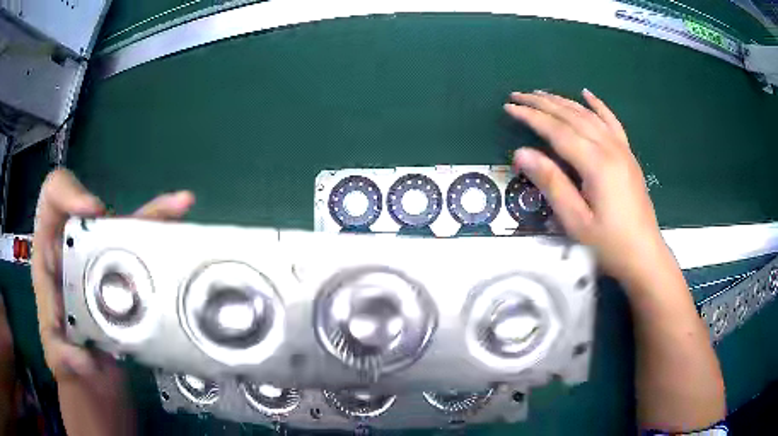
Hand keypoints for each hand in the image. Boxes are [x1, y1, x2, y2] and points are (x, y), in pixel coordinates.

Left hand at [31, 169, 194, 379]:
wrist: (91, 373)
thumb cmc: (66, 356)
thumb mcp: (55, 354)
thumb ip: (60, 355)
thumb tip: (83, 358)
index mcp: (51, 254)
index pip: (52, 200)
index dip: (67, 193)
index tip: (91, 213)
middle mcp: (77, 247)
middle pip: (93, 208)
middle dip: (109, 209)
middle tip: (131, 223)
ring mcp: (103, 259)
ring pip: (125, 226)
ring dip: (152, 214)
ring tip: (179, 205)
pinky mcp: (127, 274)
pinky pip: (146, 249)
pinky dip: (165, 232)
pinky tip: (184, 218)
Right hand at [505, 90, 667, 284]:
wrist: (644, 255)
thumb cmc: (609, 244)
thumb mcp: (576, 221)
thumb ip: (551, 183)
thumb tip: (521, 153)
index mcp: (596, 164)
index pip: (557, 131)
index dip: (531, 117)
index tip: (509, 107)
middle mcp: (609, 148)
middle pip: (572, 116)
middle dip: (542, 103)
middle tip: (517, 95)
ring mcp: (622, 149)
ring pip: (589, 115)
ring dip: (563, 101)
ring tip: (541, 93)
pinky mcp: (628, 155)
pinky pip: (612, 122)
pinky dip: (598, 106)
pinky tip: (587, 94)